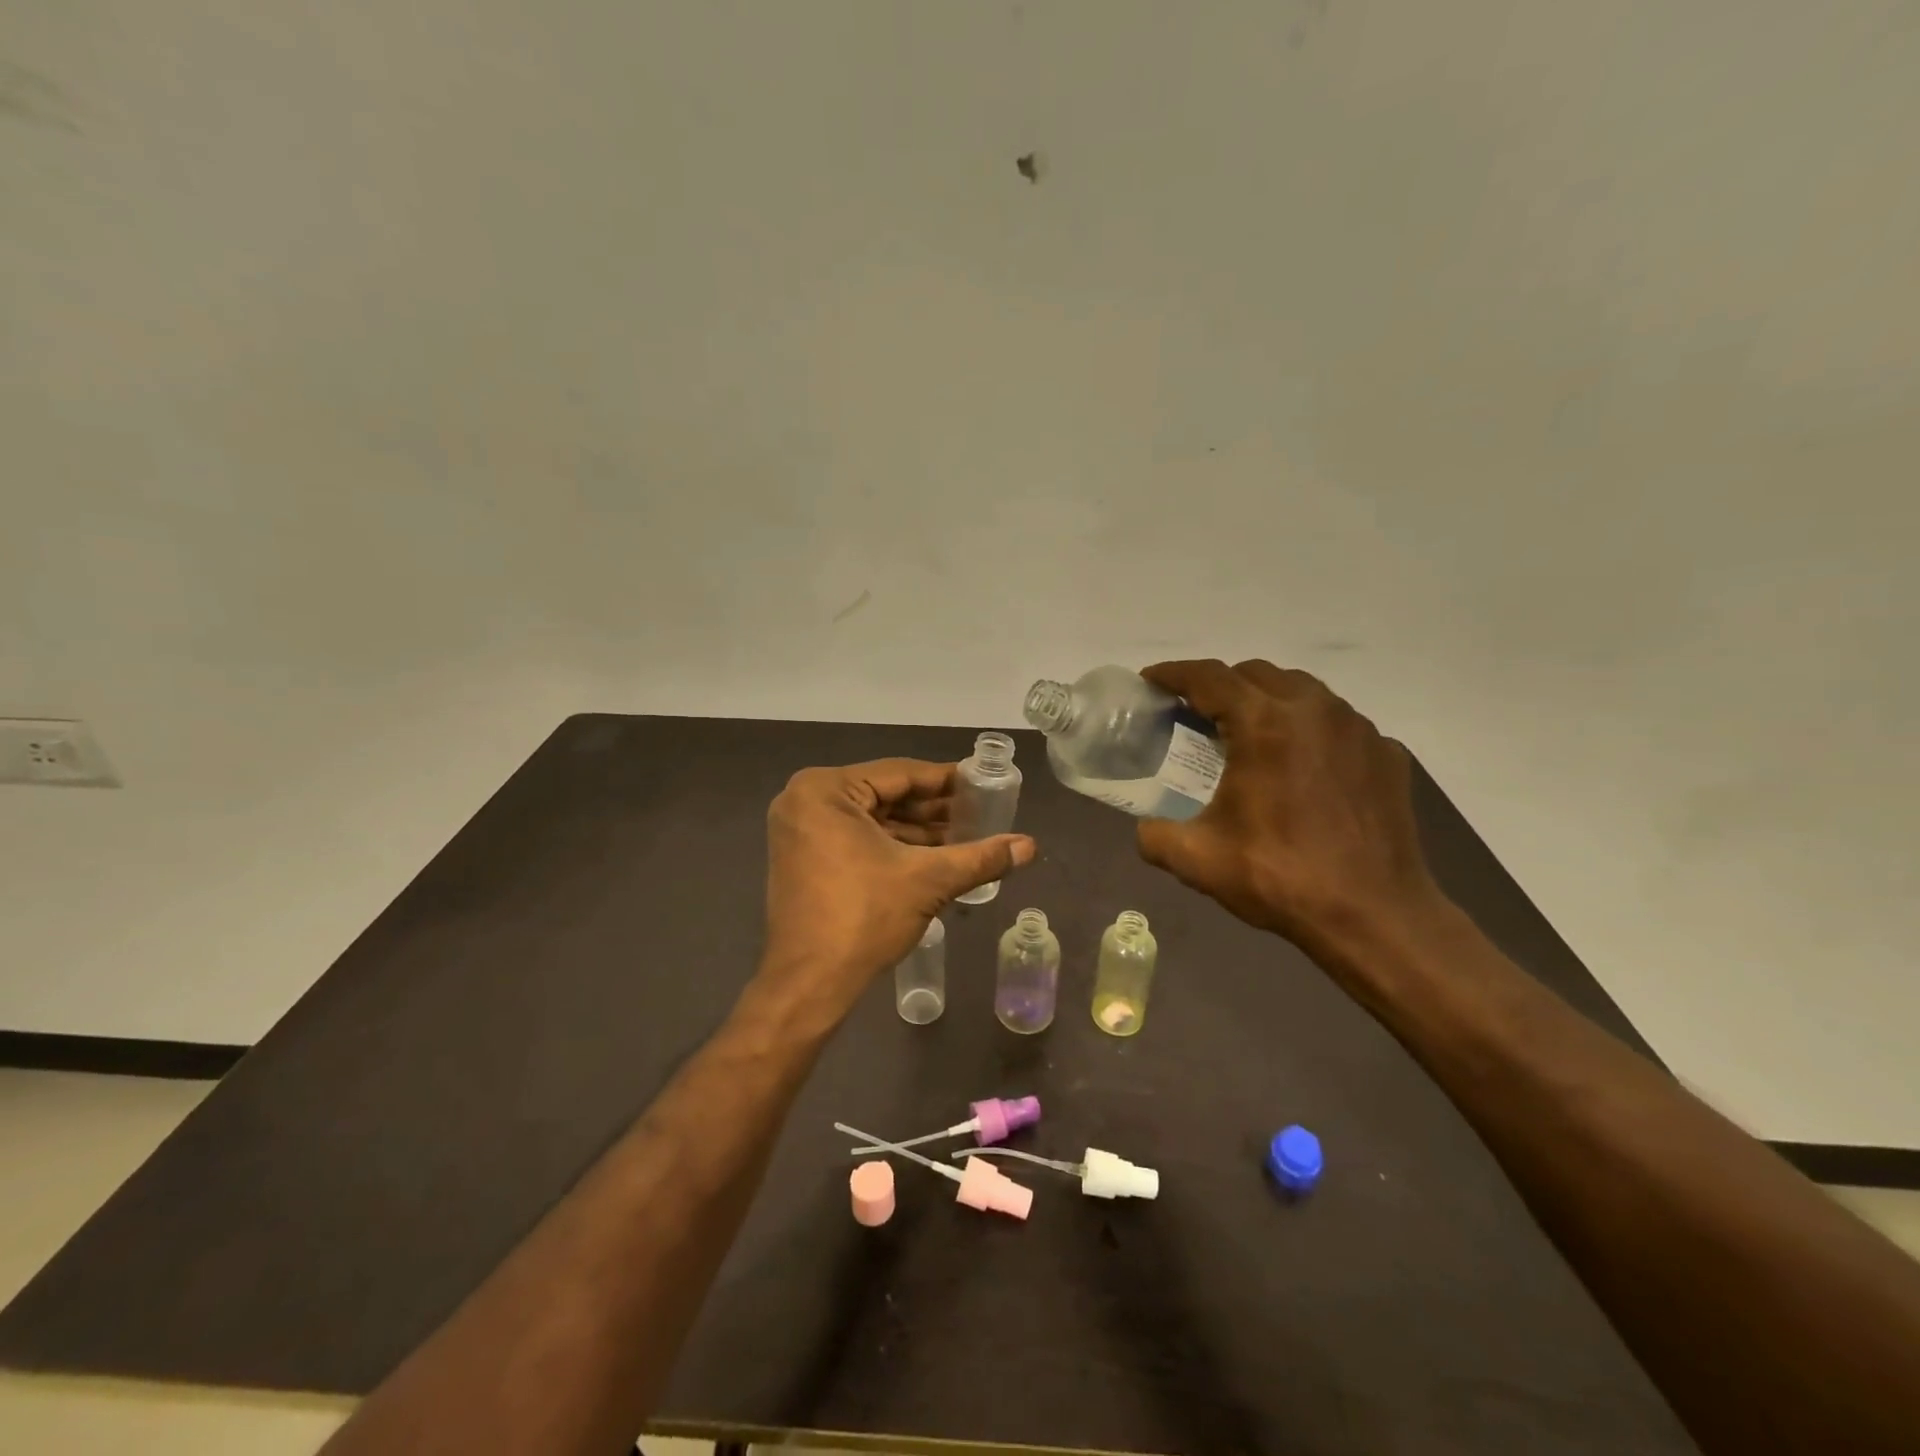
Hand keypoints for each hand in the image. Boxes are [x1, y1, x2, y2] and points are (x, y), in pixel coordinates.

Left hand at [761, 758, 1035, 1014]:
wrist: (809, 984)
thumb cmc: (864, 917)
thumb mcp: (928, 880)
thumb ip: (980, 858)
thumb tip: (1030, 845)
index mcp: (825, 790)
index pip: (900, 774)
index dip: (946, 780)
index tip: (982, 783)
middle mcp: (805, 800)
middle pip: (885, 795)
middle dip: (933, 809)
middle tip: (979, 813)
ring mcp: (800, 830)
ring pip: (872, 818)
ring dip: (916, 830)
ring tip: (965, 836)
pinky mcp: (803, 857)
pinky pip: (856, 837)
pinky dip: (892, 846)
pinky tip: (933, 855)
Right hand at [1135, 660, 1446, 959]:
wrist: (1375, 917)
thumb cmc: (1280, 878)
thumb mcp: (1197, 859)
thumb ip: (1155, 836)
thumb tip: (1146, 829)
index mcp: (1264, 724)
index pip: (1208, 677)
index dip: (1173, 674)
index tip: (1150, 681)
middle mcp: (1314, 709)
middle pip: (1255, 674)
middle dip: (1219, 685)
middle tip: (1195, 714)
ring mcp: (1357, 729)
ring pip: (1301, 690)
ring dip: (1265, 700)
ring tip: (1247, 734)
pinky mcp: (1386, 754)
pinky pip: (1337, 723)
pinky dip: (1308, 730)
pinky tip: (1300, 766)